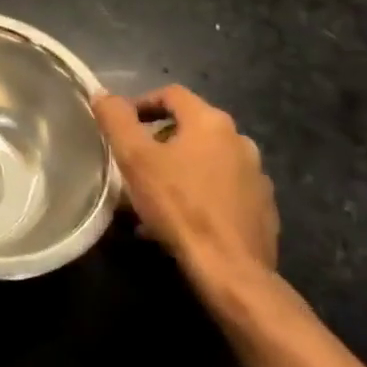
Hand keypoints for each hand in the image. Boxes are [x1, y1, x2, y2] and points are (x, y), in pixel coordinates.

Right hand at [92, 84, 277, 280]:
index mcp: (211, 122)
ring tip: (153, 195)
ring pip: (206, 161)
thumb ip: (116, 119)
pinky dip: (200, 194)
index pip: (171, 94)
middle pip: (190, 128)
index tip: (121, 124)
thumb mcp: (135, 158)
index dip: (141, 103)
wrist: (232, 272)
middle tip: (134, 162)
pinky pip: (223, 190)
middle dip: (158, 140)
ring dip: (179, 169)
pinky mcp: (264, 210)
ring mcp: (257, 177)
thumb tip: (103, 94)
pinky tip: (180, 219)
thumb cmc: (179, 205)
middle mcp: (240, 141)